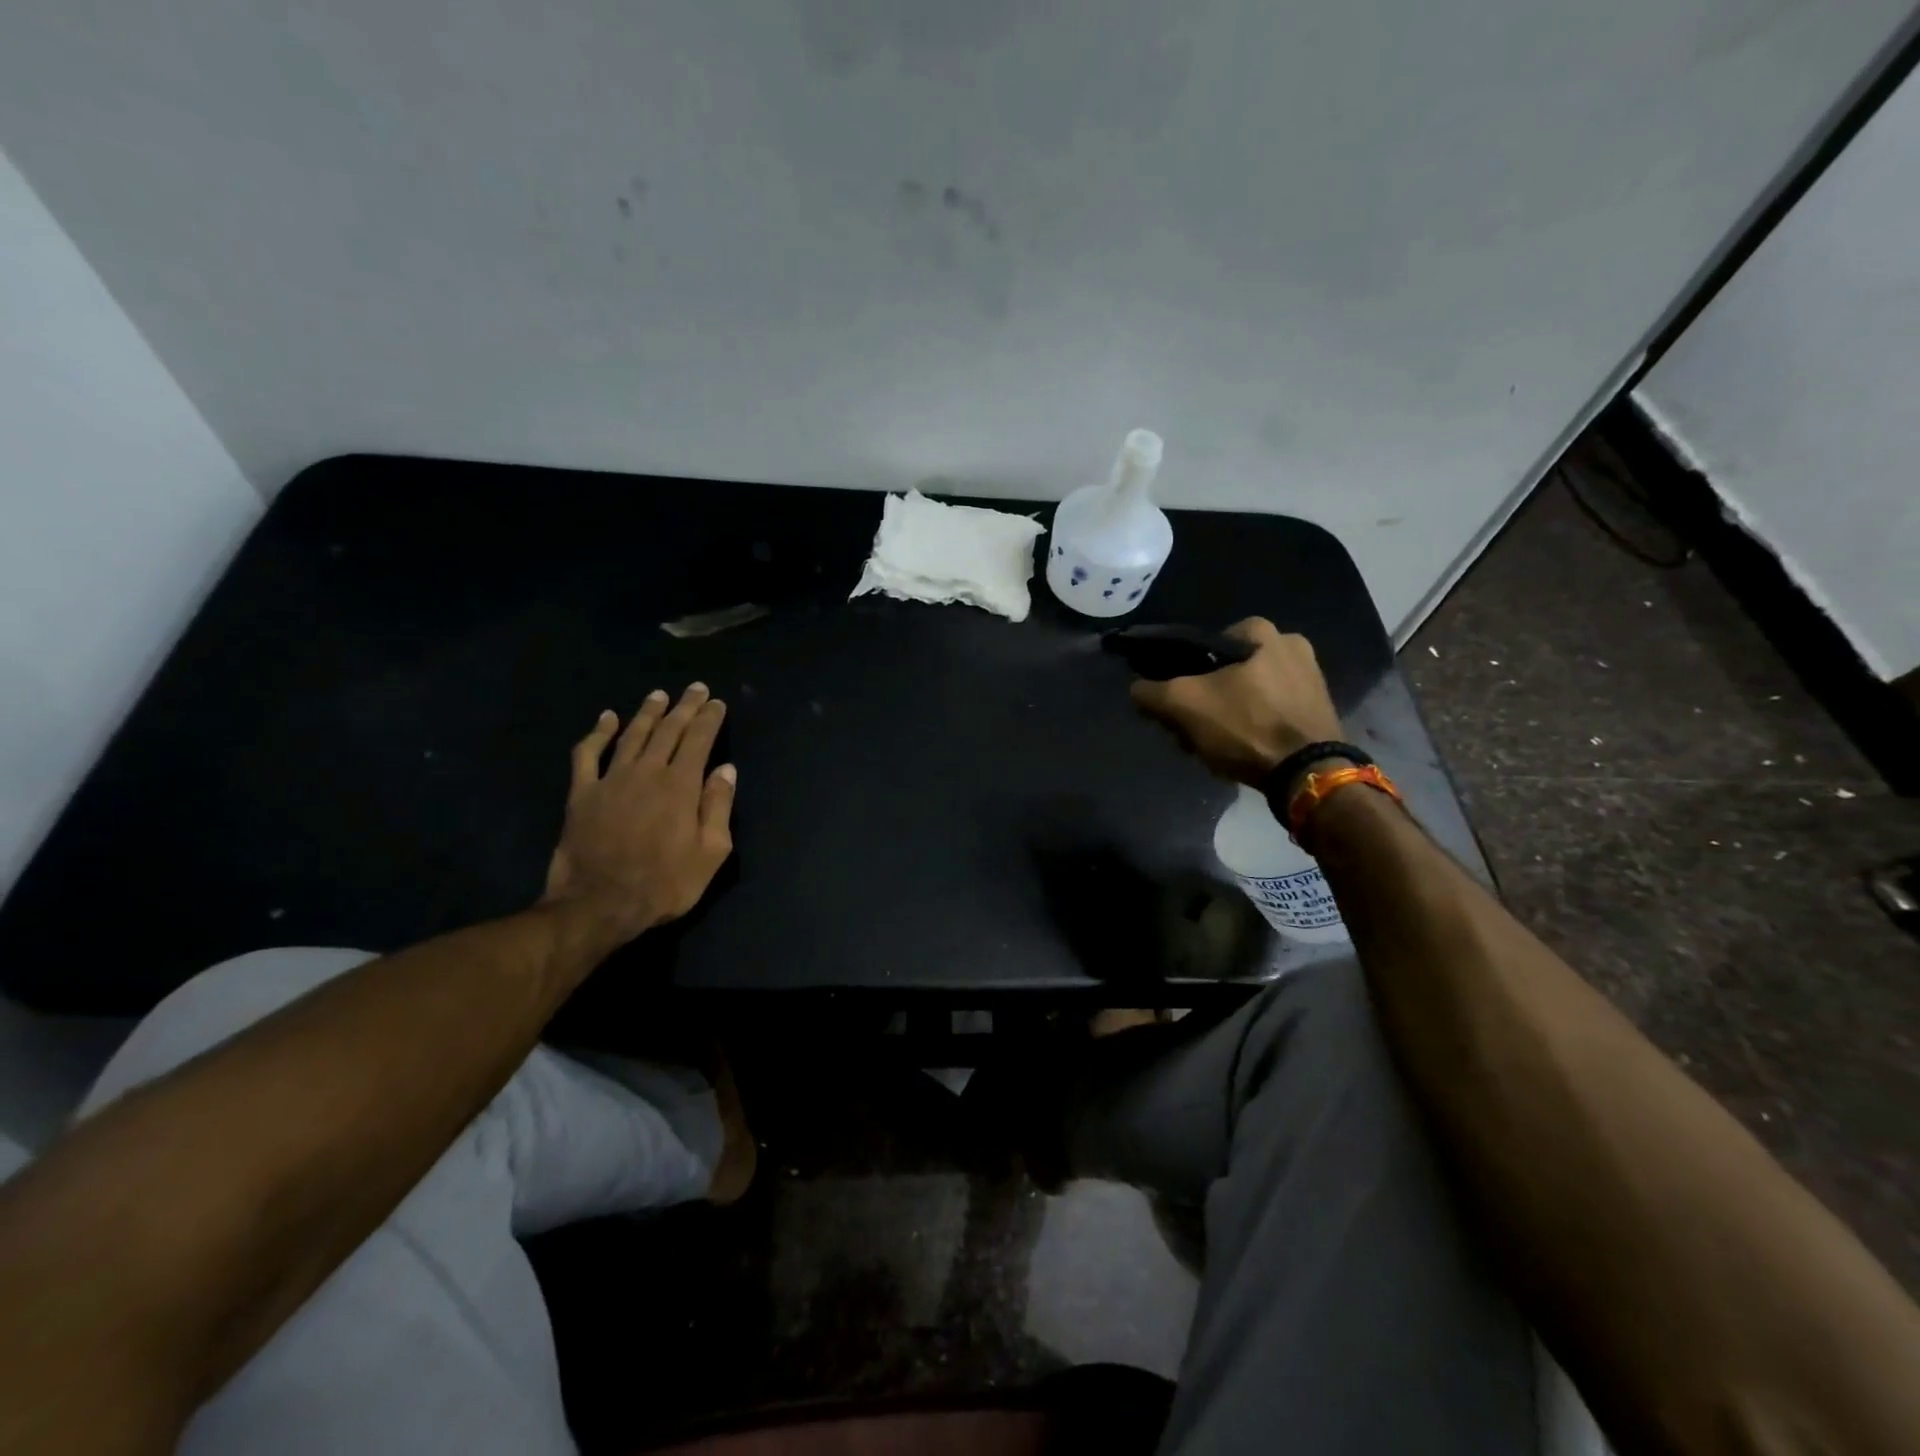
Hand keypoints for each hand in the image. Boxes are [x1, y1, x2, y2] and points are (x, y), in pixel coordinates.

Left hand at [541, 683, 736, 942]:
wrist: (598, 904)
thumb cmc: (664, 884)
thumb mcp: (710, 853)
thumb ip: (719, 808)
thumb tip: (726, 770)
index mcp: (681, 786)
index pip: (699, 740)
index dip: (709, 718)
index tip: (717, 702)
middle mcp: (647, 772)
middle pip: (668, 730)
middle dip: (685, 707)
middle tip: (695, 688)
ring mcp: (611, 780)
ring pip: (632, 735)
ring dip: (648, 712)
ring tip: (659, 695)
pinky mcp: (582, 793)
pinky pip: (587, 754)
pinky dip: (597, 733)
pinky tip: (607, 718)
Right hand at [1129, 618, 1343, 786]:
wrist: (1307, 773)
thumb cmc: (1245, 726)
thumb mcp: (1183, 705)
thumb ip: (1151, 692)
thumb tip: (1137, 689)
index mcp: (1260, 631)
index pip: (1201, 647)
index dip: (1180, 676)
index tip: (1175, 706)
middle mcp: (1291, 645)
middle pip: (1224, 673)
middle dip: (1203, 701)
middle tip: (1189, 731)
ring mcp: (1310, 678)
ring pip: (1246, 694)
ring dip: (1224, 717)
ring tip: (1212, 747)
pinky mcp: (1318, 709)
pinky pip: (1269, 712)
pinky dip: (1251, 728)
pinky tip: (1240, 752)